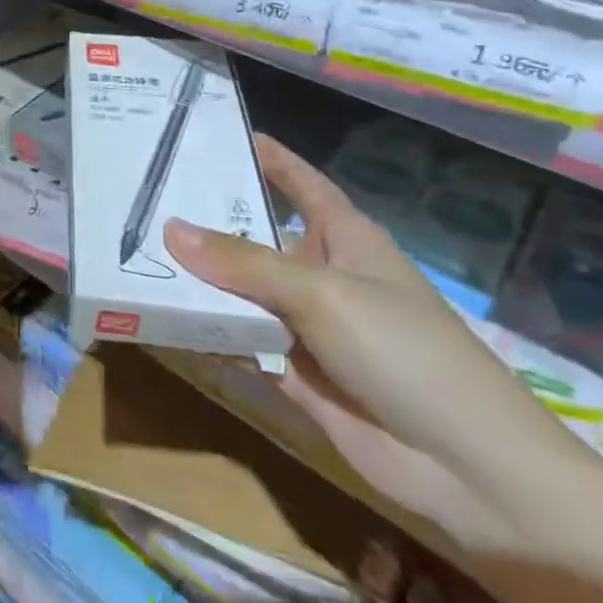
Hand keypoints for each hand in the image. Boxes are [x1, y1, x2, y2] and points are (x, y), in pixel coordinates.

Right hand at [163, 134, 582, 547]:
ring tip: (133, 247)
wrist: (468, 469)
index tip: (218, 133)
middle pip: (258, 235)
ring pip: (241, 289)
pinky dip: (205, 328)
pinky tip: (157, 313)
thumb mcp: (322, 293)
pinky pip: (238, 338)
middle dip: (209, 217)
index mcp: (346, 238)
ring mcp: (307, 324)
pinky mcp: (292, 369)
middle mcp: (322, 274)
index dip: (268, 157)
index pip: (301, 183)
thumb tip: (170, 228)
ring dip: (198, 276)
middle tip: (145, 193)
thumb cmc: (406, 351)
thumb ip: (244, 262)